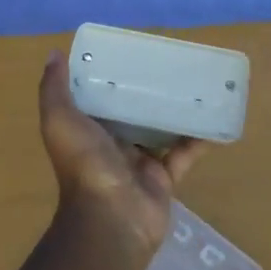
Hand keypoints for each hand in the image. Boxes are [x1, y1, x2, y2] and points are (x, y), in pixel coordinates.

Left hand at [38, 51, 206, 266]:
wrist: (110, 218)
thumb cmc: (84, 164)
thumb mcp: (59, 120)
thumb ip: (54, 89)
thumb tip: (54, 54)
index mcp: (87, 129)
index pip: (99, 97)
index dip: (111, 76)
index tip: (130, 50)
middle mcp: (112, 144)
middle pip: (133, 112)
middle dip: (148, 90)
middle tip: (171, 62)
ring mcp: (139, 163)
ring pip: (161, 130)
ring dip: (176, 111)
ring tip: (197, 83)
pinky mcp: (164, 178)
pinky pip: (185, 155)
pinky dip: (200, 139)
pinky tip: (216, 119)